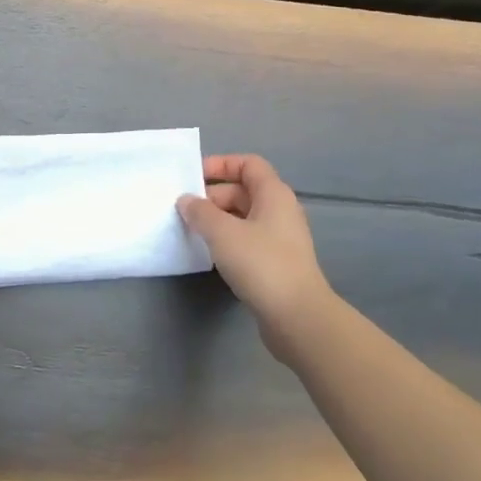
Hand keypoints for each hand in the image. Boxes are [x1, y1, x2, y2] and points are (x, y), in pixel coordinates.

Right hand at [178, 154, 335, 361]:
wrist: (297, 316)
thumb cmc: (261, 264)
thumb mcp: (222, 232)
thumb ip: (200, 212)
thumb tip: (186, 200)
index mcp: (273, 194)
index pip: (248, 164)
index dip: (220, 164)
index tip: (192, 176)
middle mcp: (280, 211)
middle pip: (243, 190)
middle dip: (212, 195)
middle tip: (184, 208)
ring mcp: (279, 238)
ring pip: (242, 217)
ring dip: (216, 219)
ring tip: (190, 229)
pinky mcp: (275, 262)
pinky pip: (246, 239)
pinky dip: (226, 239)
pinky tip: (208, 252)